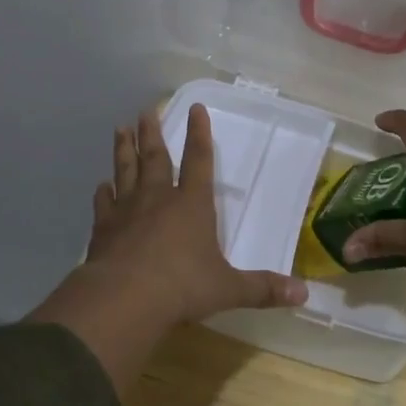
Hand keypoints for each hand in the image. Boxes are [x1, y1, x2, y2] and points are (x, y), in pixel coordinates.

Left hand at [83, 105, 306, 322]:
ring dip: (123, 149)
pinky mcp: (103, 228)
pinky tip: (101, 185)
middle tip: (145, 110)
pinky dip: (103, 192)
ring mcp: (127, 210)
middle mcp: (158, 198)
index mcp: (192, 204)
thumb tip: (304, 294)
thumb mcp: (228, 289)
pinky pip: (104, 202)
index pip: (199, 160)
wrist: (123, 299)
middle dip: (152, 132)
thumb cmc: (182, 288)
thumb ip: (262, 288)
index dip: (199, 133)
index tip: (196, 107)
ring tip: (120, 129)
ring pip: (125, 170)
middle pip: (155, 157)